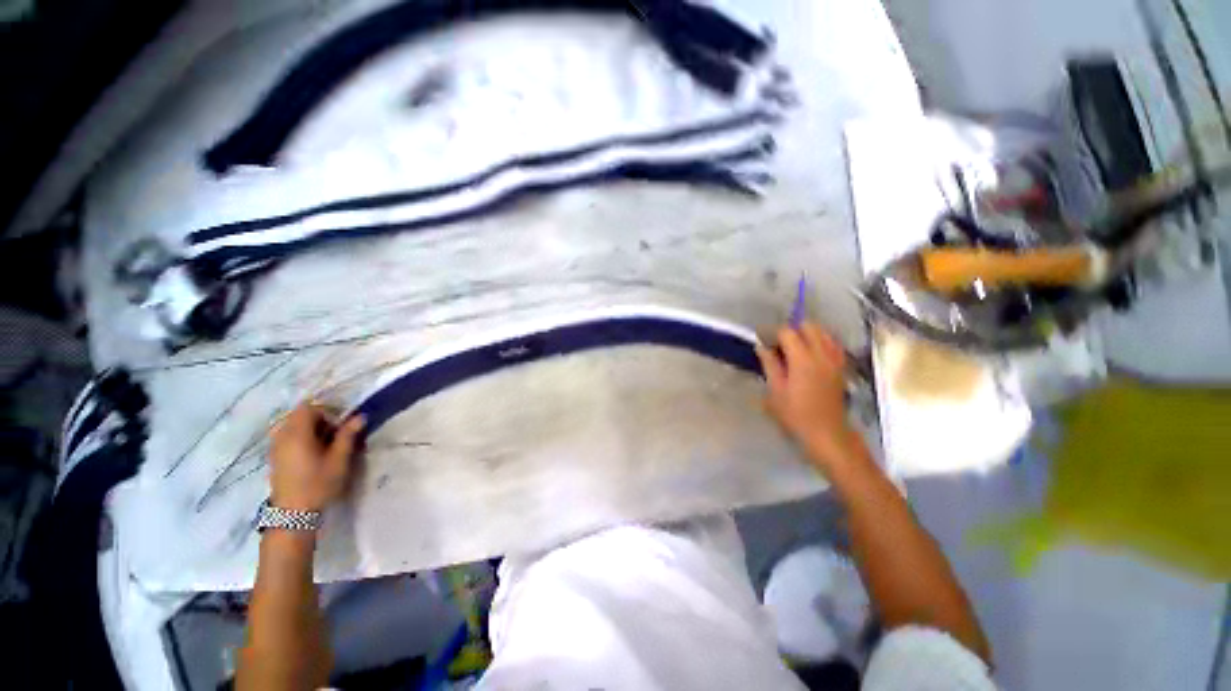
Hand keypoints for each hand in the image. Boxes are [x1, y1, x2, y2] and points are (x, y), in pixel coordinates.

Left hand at [269, 403, 365, 510]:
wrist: (293, 514)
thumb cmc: (318, 484)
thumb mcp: (339, 459)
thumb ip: (348, 435)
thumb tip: (360, 416)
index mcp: (297, 434)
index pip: (308, 408)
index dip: (326, 411)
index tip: (340, 426)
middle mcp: (282, 436)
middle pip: (299, 416)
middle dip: (319, 420)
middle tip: (335, 435)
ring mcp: (275, 447)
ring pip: (292, 426)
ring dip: (309, 429)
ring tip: (325, 445)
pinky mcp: (274, 458)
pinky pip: (287, 437)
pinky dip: (300, 439)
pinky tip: (312, 454)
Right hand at [756, 323, 865, 473]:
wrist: (827, 433)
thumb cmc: (796, 415)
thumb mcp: (775, 391)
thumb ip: (769, 365)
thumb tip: (761, 346)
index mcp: (802, 359)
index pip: (787, 332)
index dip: (773, 334)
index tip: (764, 342)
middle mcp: (821, 354)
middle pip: (809, 326)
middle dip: (792, 330)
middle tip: (779, 345)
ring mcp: (835, 360)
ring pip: (823, 333)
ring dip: (808, 334)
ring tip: (795, 348)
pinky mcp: (841, 367)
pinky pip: (833, 344)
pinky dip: (822, 342)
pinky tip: (812, 354)